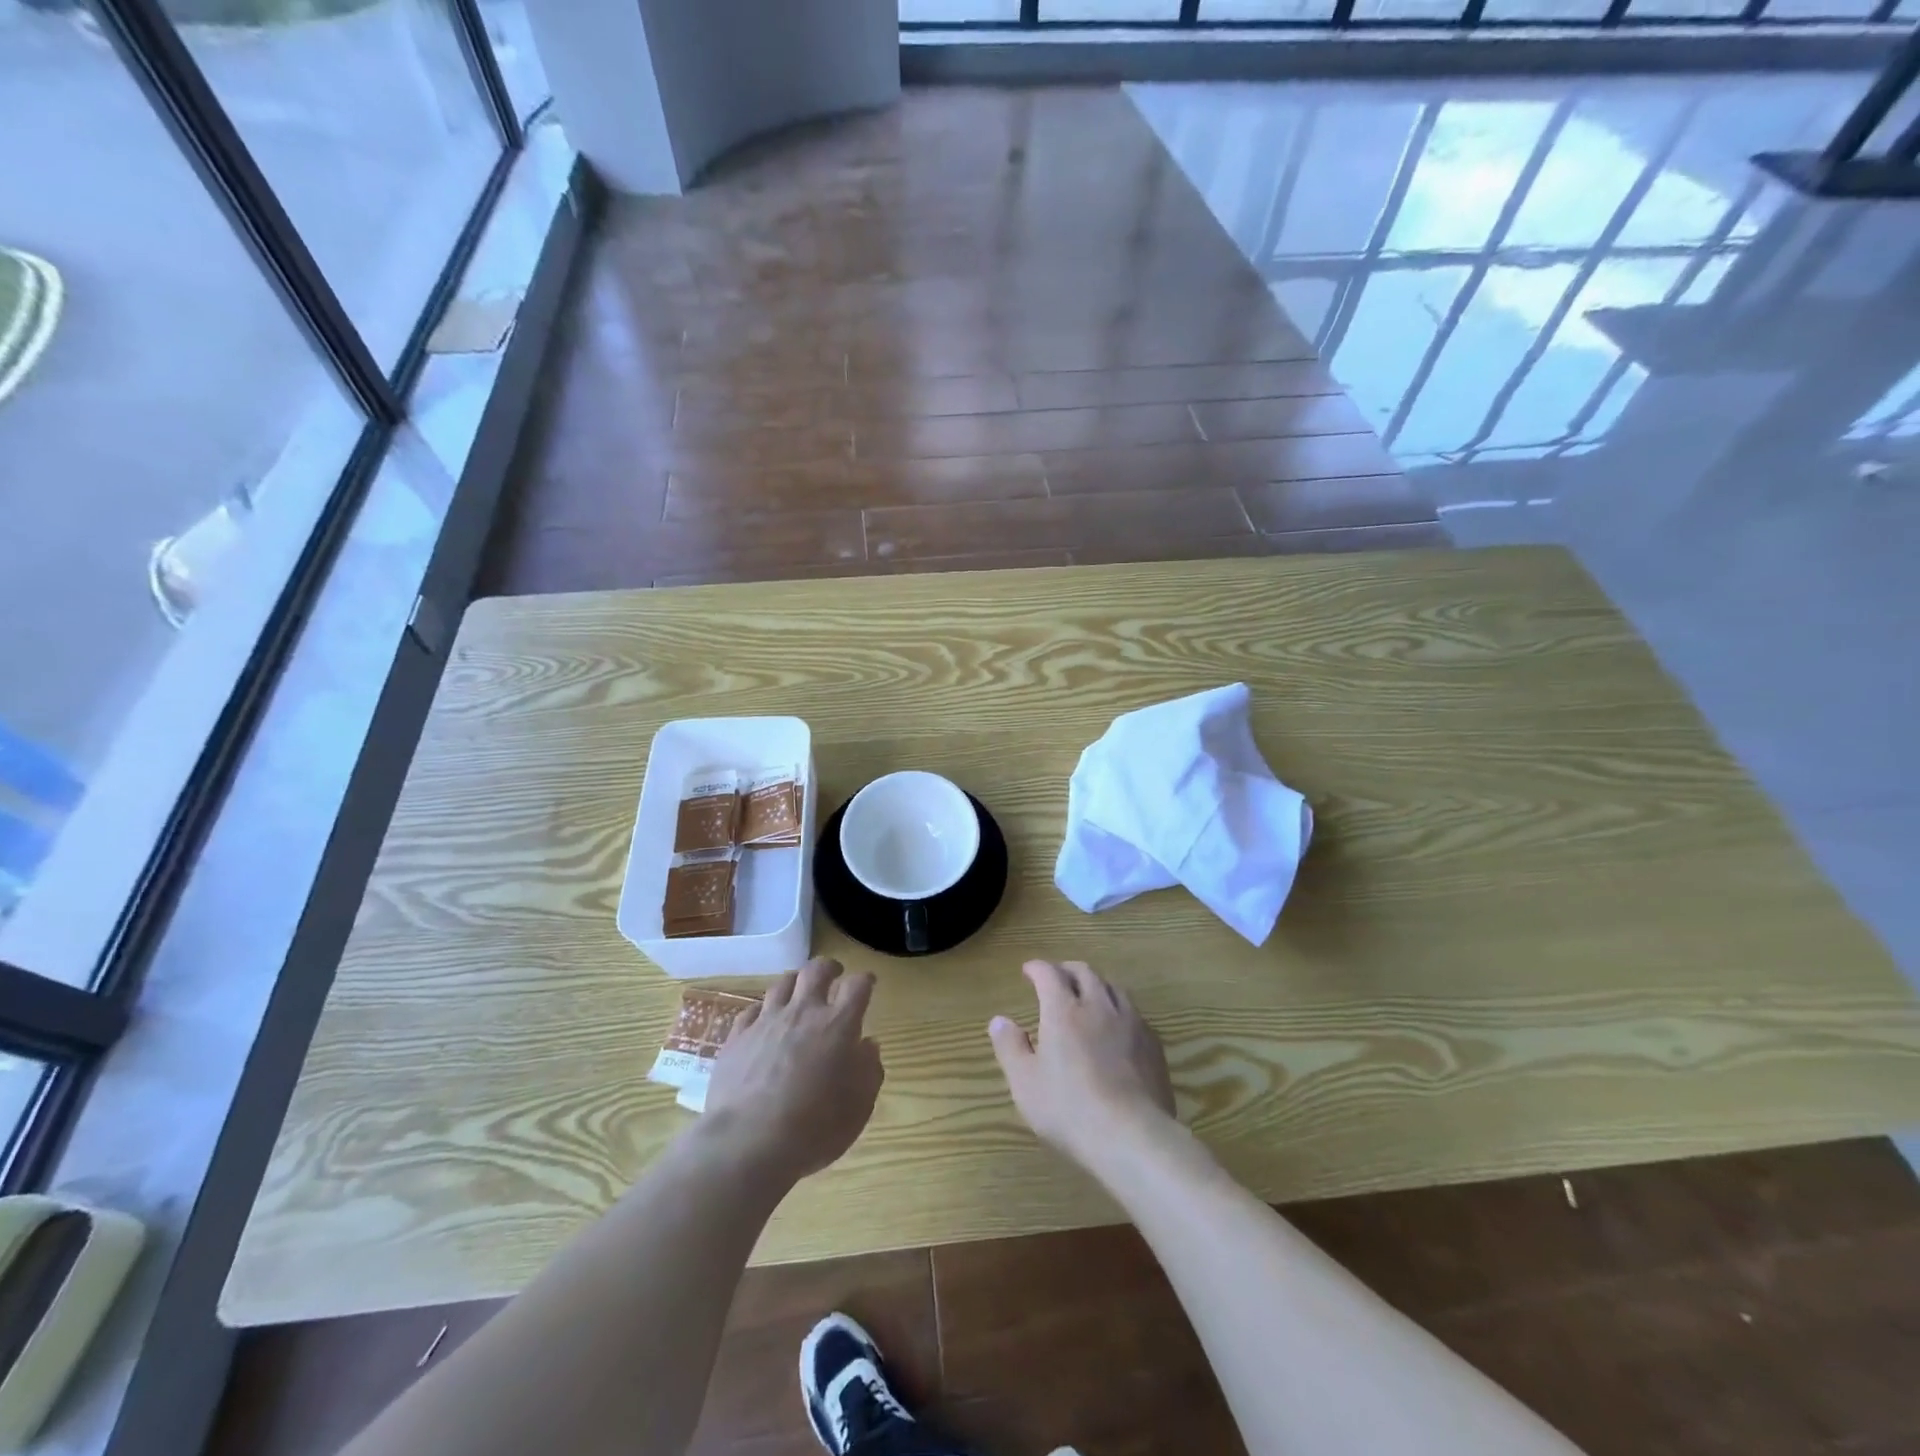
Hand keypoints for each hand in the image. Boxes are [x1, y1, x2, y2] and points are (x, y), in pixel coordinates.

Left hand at [706, 958, 882, 1182]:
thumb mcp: (859, 1106)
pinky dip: (762, 1010)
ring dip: (795, 983)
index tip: (868, 984)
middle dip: (828, 968)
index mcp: (838, 1025)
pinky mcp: (737, 1038)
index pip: (857, 986)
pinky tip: (764, 1019)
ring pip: (782, 984)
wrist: (749, 1142)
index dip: (865, 981)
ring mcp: (767, 1022)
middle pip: (816, 970)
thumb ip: (869, 1069)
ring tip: (799, 991)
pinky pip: (751, 1010)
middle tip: (834, 974)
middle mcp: (803, 1012)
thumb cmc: (815, 1127)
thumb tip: (868, 1045)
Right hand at [988, 959, 1176, 1171]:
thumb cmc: (1069, 1109)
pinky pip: (1133, 1012)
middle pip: (1084, 972)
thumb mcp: (1025, 1083)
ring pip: (1113, 987)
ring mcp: (1130, 1022)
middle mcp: (1098, 1006)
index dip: (1037, 968)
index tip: (1028, 970)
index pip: (1049, 974)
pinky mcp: (1152, 1043)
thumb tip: (999, 1020)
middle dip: (1066, 970)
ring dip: (1096, 985)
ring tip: (1088, 996)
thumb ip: (1010, 1047)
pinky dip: (1118, 1009)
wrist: (1132, 1136)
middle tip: (1057, 978)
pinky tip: (1117, 1027)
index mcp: (1063, 1011)